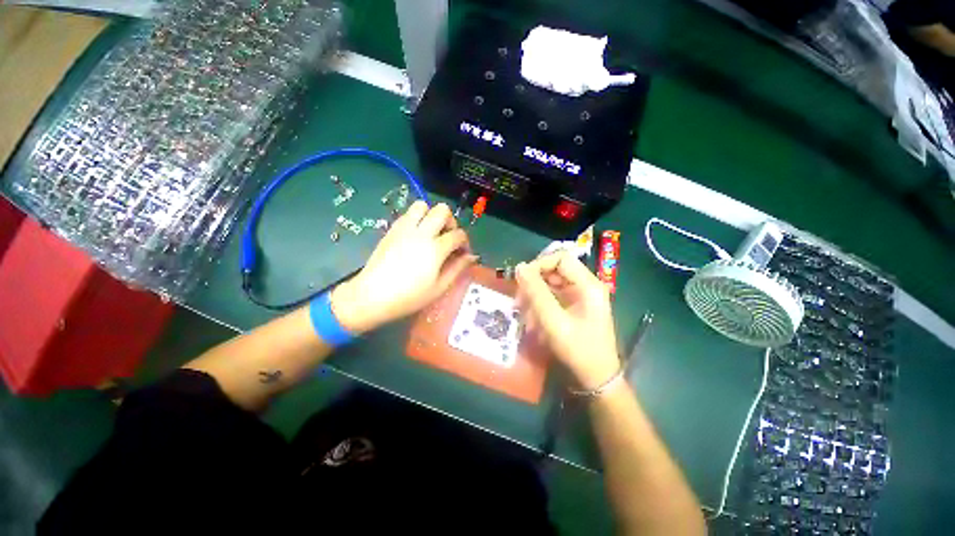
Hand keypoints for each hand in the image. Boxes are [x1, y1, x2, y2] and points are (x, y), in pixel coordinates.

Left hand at [331, 201, 477, 333]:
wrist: (372, 296)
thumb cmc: (409, 296)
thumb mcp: (439, 287)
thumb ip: (457, 268)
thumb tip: (472, 256)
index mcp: (435, 249)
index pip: (458, 235)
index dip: (465, 242)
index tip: (463, 253)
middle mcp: (421, 233)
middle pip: (442, 211)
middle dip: (451, 222)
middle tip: (448, 237)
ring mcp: (404, 229)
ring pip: (422, 205)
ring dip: (431, 215)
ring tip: (432, 232)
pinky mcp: (392, 229)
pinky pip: (407, 214)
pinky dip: (417, 219)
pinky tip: (416, 236)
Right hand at [515, 251, 619, 390]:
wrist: (596, 378)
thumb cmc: (578, 350)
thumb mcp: (553, 320)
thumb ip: (536, 292)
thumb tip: (520, 267)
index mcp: (588, 285)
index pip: (561, 258)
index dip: (539, 264)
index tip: (521, 280)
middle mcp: (586, 286)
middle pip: (554, 271)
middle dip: (534, 284)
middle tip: (519, 300)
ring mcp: (580, 297)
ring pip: (551, 285)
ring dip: (535, 297)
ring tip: (524, 315)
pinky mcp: (574, 307)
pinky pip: (553, 298)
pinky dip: (540, 306)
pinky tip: (533, 321)